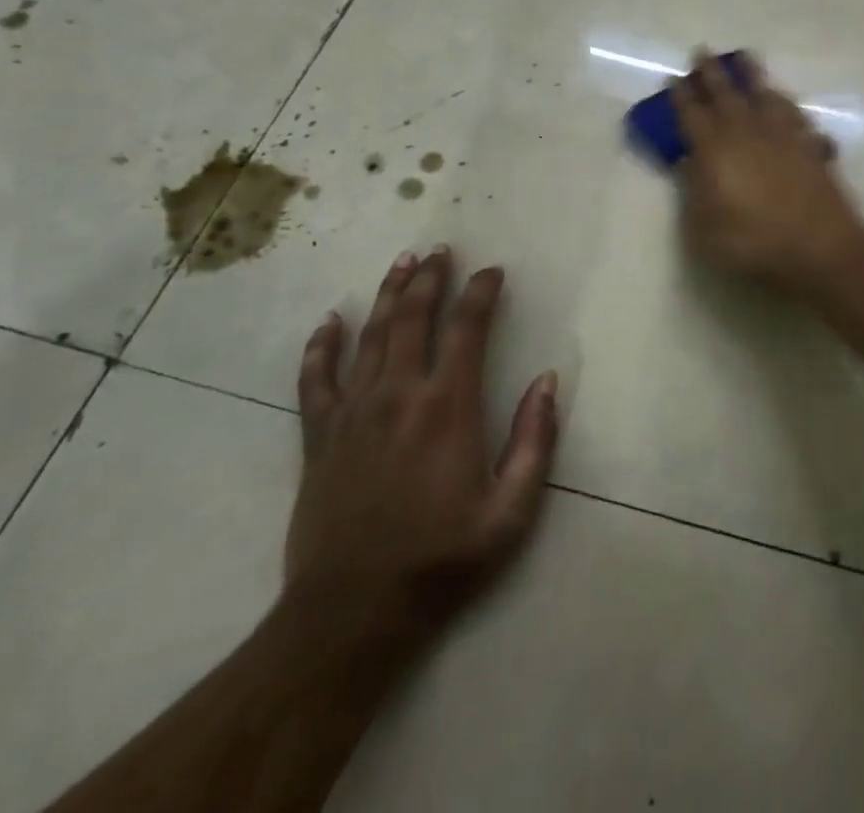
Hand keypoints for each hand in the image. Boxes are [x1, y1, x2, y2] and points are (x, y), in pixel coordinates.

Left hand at [284, 247, 558, 646]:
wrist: (352, 614)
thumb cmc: (440, 562)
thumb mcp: (510, 513)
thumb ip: (534, 442)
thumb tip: (547, 381)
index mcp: (447, 407)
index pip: (467, 328)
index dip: (482, 292)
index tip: (493, 271)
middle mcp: (399, 394)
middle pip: (414, 317)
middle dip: (432, 277)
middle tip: (442, 250)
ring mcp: (353, 412)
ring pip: (371, 335)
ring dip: (389, 293)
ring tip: (403, 262)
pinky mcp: (320, 436)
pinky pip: (315, 378)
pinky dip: (321, 345)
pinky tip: (330, 321)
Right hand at [671, 51, 863, 294]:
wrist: (819, 247)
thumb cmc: (753, 242)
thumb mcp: (704, 228)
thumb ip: (692, 192)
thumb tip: (689, 162)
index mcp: (715, 150)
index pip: (691, 114)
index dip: (680, 96)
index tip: (673, 78)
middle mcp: (747, 132)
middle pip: (725, 93)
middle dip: (711, 71)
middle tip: (702, 50)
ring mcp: (782, 135)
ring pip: (764, 94)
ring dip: (752, 74)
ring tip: (745, 57)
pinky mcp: (809, 144)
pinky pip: (794, 113)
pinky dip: (785, 102)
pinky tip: (783, 99)